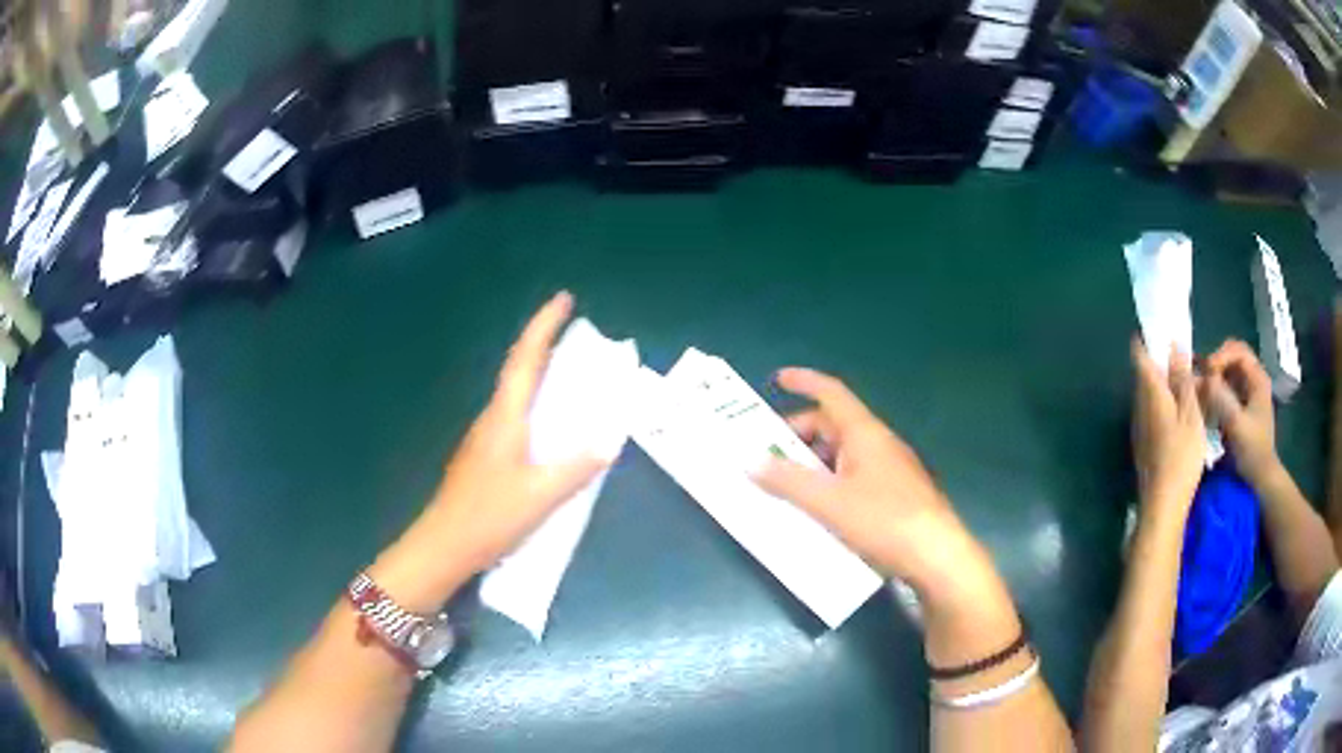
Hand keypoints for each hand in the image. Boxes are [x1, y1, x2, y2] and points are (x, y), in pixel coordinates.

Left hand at [371, 293, 607, 607]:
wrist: (443, 546)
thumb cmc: (489, 517)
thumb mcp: (541, 496)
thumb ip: (577, 468)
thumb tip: (608, 442)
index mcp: (506, 417)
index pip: (526, 358)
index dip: (545, 325)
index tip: (565, 299)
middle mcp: (492, 418)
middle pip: (519, 369)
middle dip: (546, 345)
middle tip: (578, 337)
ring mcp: (484, 437)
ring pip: (515, 394)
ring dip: (540, 375)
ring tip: (571, 377)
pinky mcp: (483, 457)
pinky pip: (514, 417)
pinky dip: (535, 405)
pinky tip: (549, 427)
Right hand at [752, 367, 978, 592]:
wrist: (935, 555)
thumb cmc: (884, 520)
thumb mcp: (829, 502)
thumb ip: (789, 482)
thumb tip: (753, 462)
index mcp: (864, 433)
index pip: (831, 393)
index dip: (804, 382)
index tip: (777, 379)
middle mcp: (878, 444)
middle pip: (833, 426)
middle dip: (799, 435)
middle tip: (769, 455)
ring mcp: (889, 470)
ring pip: (843, 455)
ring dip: (813, 463)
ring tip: (786, 486)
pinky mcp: (894, 495)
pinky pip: (854, 477)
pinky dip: (830, 483)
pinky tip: (818, 510)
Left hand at [1130, 338, 1204, 516]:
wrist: (1162, 505)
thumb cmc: (1181, 456)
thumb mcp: (1190, 413)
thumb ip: (1181, 379)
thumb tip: (1173, 345)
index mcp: (1149, 393)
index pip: (1139, 355)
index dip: (1147, 338)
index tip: (1161, 327)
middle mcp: (1138, 406)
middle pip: (1144, 374)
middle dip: (1159, 360)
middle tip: (1181, 354)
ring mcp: (1138, 426)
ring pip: (1148, 394)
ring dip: (1162, 383)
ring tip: (1185, 380)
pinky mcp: (1143, 443)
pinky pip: (1151, 412)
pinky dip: (1163, 403)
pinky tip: (1179, 410)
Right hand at [1201, 339, 1278, 486]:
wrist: (1260, 477)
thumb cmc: (1252, 450)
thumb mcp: (1236, 424)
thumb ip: (1220, 398)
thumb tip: (1201, 378)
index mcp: (1258, 378)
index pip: (1237, 351)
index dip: (1220, 356)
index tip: (1206, 372)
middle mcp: (1254, 379)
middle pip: (1233, 356)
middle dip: (1216, 362)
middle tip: (1202, 376)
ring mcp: (1248, 393)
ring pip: (1229, 371)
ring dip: (1214, 376)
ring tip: (1200, 387)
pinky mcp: (1242, 406)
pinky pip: (1227, 387)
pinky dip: (1216, 389)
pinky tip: (1206, 400)